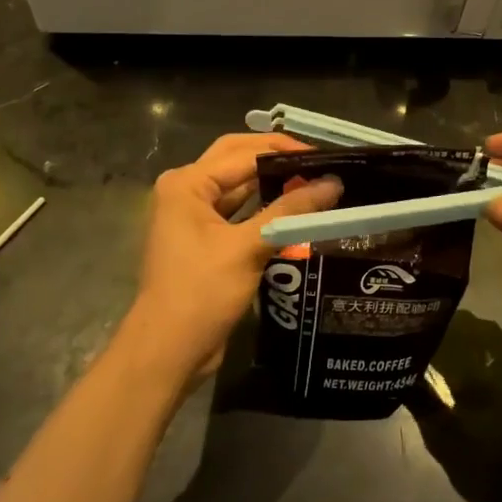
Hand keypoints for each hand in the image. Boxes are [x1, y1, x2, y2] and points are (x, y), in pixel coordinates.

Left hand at [110, 133, 342, 392]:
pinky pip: (239, 213)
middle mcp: (186, 191)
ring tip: (314, 182)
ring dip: (273, 183)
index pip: (244, 153)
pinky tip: (295, 212)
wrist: (168, 351)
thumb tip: (333, 183)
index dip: (286, 151)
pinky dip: (265, 209)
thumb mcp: (248, 247)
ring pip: (240, 187)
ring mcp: (194, 216)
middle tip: (320, 163)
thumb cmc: (202, 293)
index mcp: (187, 183)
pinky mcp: (205, 240)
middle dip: (277, 159)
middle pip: (238, 161)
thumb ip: (290, 211)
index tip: (327, 157)